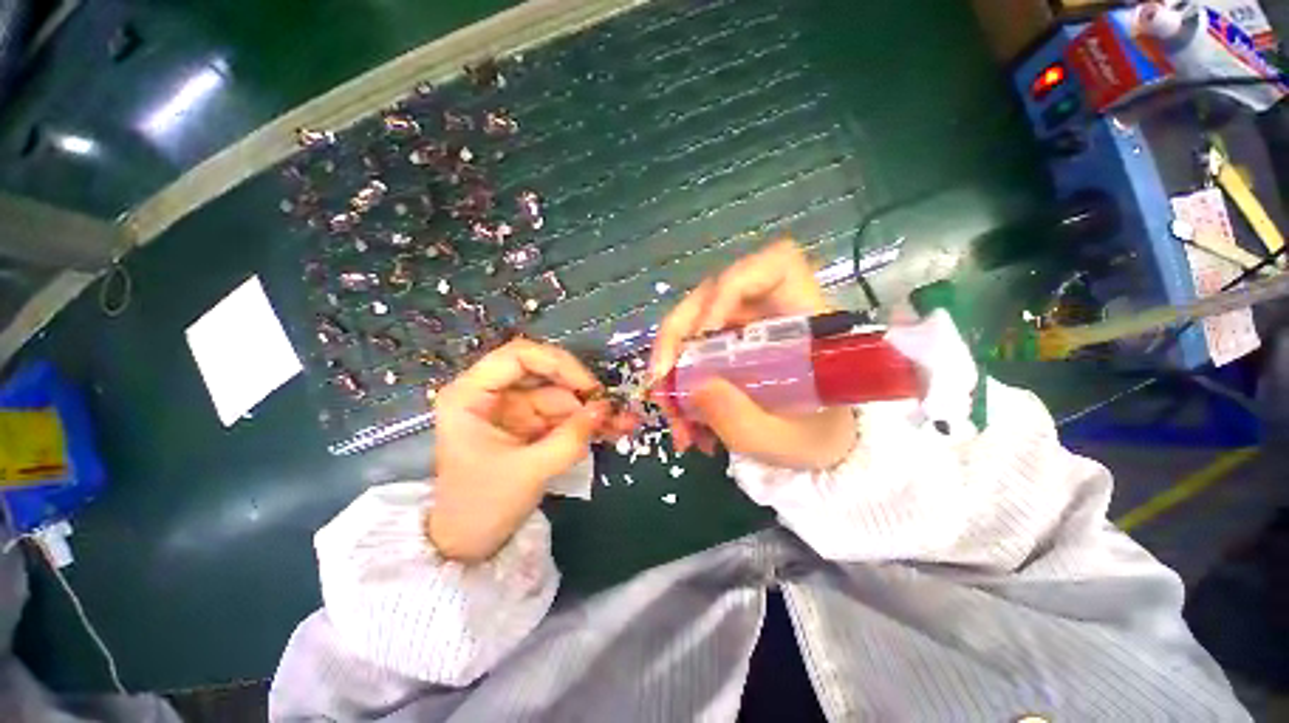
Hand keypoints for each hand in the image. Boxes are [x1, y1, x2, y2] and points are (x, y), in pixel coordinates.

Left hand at [429, 338, 636, 561]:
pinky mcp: (529, 424)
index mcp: (471, 395)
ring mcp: (513, 408)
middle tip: (612, 408)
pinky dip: (586, 422)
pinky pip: (562, 414)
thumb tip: (606, 407)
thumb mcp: (530, 471)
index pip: (518, 356)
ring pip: (560, 396)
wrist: (469, 544)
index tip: (589, 387)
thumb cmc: (483, 506)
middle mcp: (492, 393)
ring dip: (591, 409)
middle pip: (545, 374)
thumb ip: (570, 437)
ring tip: (623, 424)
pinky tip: (611, 430)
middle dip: (580, 391)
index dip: (558, 364)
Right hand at [648, 240, 855, 469]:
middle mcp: (770, 314)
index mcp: (806, 321)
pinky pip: (692, 348)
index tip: (706, 332)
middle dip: (677, 336)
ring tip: (672, 415)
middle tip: (661, 382)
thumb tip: (690, 386)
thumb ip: (738, 417)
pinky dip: (678, 381)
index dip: (732, 286)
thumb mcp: (779, 442)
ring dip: (672, 365)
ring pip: (693, 322)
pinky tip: (684, 420)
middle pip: (712, 294)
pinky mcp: (728, 346)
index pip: (776, 265)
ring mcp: (745, 328)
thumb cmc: (814, 442)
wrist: (817, 450)